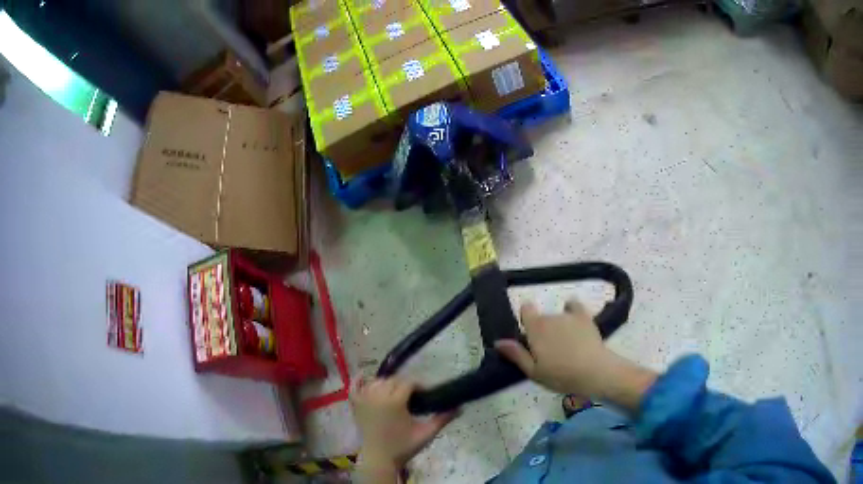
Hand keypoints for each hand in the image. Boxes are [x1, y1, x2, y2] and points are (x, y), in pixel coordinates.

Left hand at [351, 377, 457, 474]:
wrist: (380, 458)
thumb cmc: (403, 446)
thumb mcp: (426, 433)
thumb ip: (443, 419)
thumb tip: (460, 407)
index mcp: (394, 401)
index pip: (408, 383)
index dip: (419, 386)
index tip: (426, 394)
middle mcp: (377, 396)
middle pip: (392, 381)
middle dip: (403, 385)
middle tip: (413, 396)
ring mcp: (364, 399)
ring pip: (376, 382)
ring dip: (386, 384)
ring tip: (395, 393)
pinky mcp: (355, 406)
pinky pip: (354, 387)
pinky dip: (358, 381)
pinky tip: (364, 376)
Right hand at [495, 299, 656, 412]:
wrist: (594, 371)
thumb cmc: (560, 375)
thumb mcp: (534, 371)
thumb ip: (516, 354)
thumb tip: (499, 341)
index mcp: (536, 328)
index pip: (526, 309)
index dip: (526, 319)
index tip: (529, 336)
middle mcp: (551, 317)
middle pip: (542, 318)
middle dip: (542, 330)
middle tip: (548, 352)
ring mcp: (569, 315)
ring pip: (557, 316)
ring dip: (558, 327)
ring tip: (566, 346)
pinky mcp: (585, 317)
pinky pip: (574, 305)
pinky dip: (572, 310)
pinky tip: (574, 323)